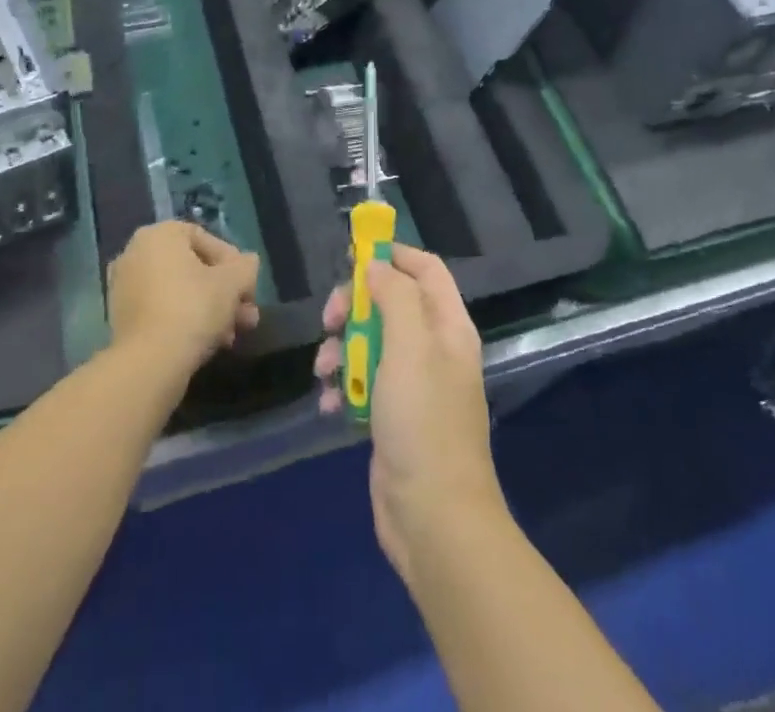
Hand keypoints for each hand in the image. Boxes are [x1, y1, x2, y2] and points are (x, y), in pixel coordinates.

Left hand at [108, 220, 260, 378]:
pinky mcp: (121, 319)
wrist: (149, 362)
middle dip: (225, 292)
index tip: (247, 286)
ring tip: (233, 335)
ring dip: (210, 309)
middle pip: (193, 268)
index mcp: (159, 234)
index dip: (233, 263)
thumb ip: (246, 267)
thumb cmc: (193, 307)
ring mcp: (124, 287)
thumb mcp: (233, 282)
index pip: (206, 239)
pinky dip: (186, 320)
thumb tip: (248, 263)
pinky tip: (210, 343)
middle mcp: (135, 253)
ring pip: (180, 292)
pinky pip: (162, 310)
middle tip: (246, 315)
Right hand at [314, 245, 505, 583]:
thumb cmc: (423, 421)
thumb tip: (377, 265)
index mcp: (448, 326)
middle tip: (330, 320)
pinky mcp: (392, 416)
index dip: (392, 255)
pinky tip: (332, 404)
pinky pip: (363, 383)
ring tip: (326, 373)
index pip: (425, 269)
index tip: (353, 256)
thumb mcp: (409, 346)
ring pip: (370, 342)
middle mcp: (433, 348)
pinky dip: (344, 386)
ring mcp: (413, 384)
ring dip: (342, 350)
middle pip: (390, 303)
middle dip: (354, 307)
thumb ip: (394, 296)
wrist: (432, 519)